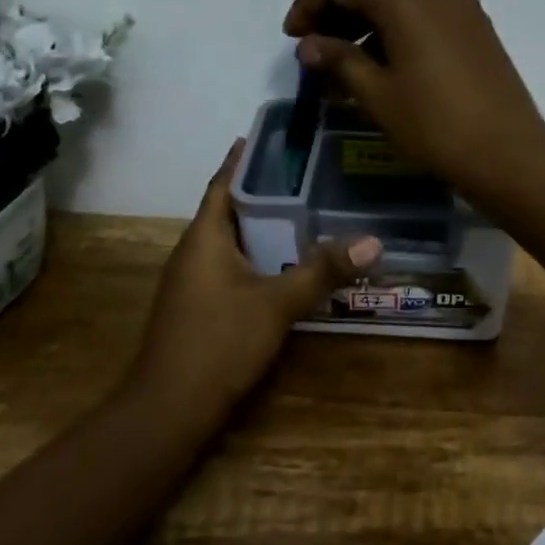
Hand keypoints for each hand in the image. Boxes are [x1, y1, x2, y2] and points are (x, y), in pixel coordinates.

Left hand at [128, 140, 380, 412]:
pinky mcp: (200, 307)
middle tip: (309, 175)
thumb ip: (322, 272)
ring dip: (263, 227)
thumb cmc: (218, 343)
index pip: (224, 183)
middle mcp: (194, 252)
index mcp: (204, 238)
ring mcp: (193, 282)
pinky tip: (287, 265)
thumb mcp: (276, 304)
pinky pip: (232, 267)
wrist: (170, 408)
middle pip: (231, 210)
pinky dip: (259, 257)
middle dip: (265, 192)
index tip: (271, 136)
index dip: (244, 158)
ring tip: (307, 213)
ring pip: (233, 242)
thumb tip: (373, 242)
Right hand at [284, 0, 544, 204]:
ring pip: (402, 9)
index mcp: (408, 0)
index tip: (292, 37)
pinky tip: (385, 73)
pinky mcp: (479, 34)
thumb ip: (338, 60)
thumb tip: (309, 44)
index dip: (310, 3)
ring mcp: (465, 12)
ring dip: (367, 32)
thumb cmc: (435, 126)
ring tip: (346, 73)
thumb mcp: (377, 95)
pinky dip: (397, 39)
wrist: (508, 156)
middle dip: (338, 18)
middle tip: (314, 57)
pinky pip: (426, 24)